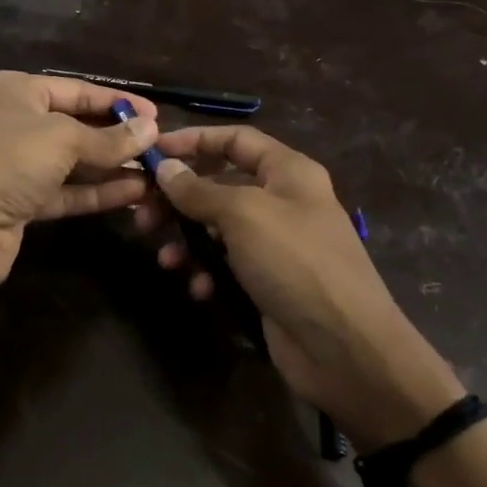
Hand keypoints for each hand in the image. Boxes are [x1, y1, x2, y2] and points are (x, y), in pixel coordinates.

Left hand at [0, 71, 158, 293]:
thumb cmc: (7, 158)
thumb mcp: (63, 138)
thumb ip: (109, 138)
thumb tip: (150, 130)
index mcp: (15, 91)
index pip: (76, 90)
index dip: (117, 102)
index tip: (155, 116)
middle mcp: (13, 123)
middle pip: (75, 127)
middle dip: (116, 138)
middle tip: (159, 149)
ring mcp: (14, 166)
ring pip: (72, 163)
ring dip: (111, 169)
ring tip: (155, 175)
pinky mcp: (19, 203)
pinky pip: (65, 191)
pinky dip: (96, 192)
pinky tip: (134, 194)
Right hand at [141, 125, 463, 451]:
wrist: (344, 347)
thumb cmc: (295, 262)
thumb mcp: (243, 215)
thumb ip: (199, 189)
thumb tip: (166, 168)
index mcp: (288, 172)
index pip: (235, 140)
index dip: (194, 140)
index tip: (154, 153)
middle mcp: (282, 201)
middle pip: (220, 184)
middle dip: (180, 199)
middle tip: (142, 215)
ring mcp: (275, 244)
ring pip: (218, 228)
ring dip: (187, 240)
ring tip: (166, 259)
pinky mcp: (267, 280)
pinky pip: (227, 264)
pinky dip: (208, 271)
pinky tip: (198, 288)